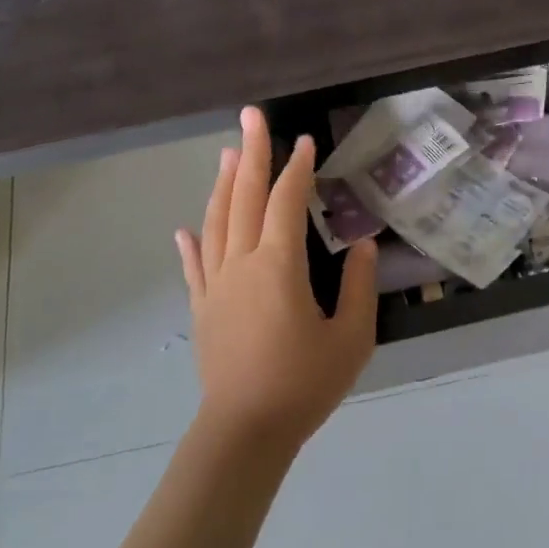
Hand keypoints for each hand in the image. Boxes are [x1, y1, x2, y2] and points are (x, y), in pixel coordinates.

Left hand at [175, 107, 377, 455]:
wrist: (246, 431)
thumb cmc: (304, 384)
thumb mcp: (351, 338)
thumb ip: (358, 286)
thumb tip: (363, 245)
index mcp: (279, 266)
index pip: (287, 202)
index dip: (297, 168)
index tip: (305, 141)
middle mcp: (242, 264)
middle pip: (244, 198)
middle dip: (251, 154)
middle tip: (250, 116)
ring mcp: (216, 285)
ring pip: (216, 223)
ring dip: (223, 185)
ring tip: (228, 154)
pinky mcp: (203, 309)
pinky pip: (195, 267)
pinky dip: (191, 244)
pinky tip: (185, 229)